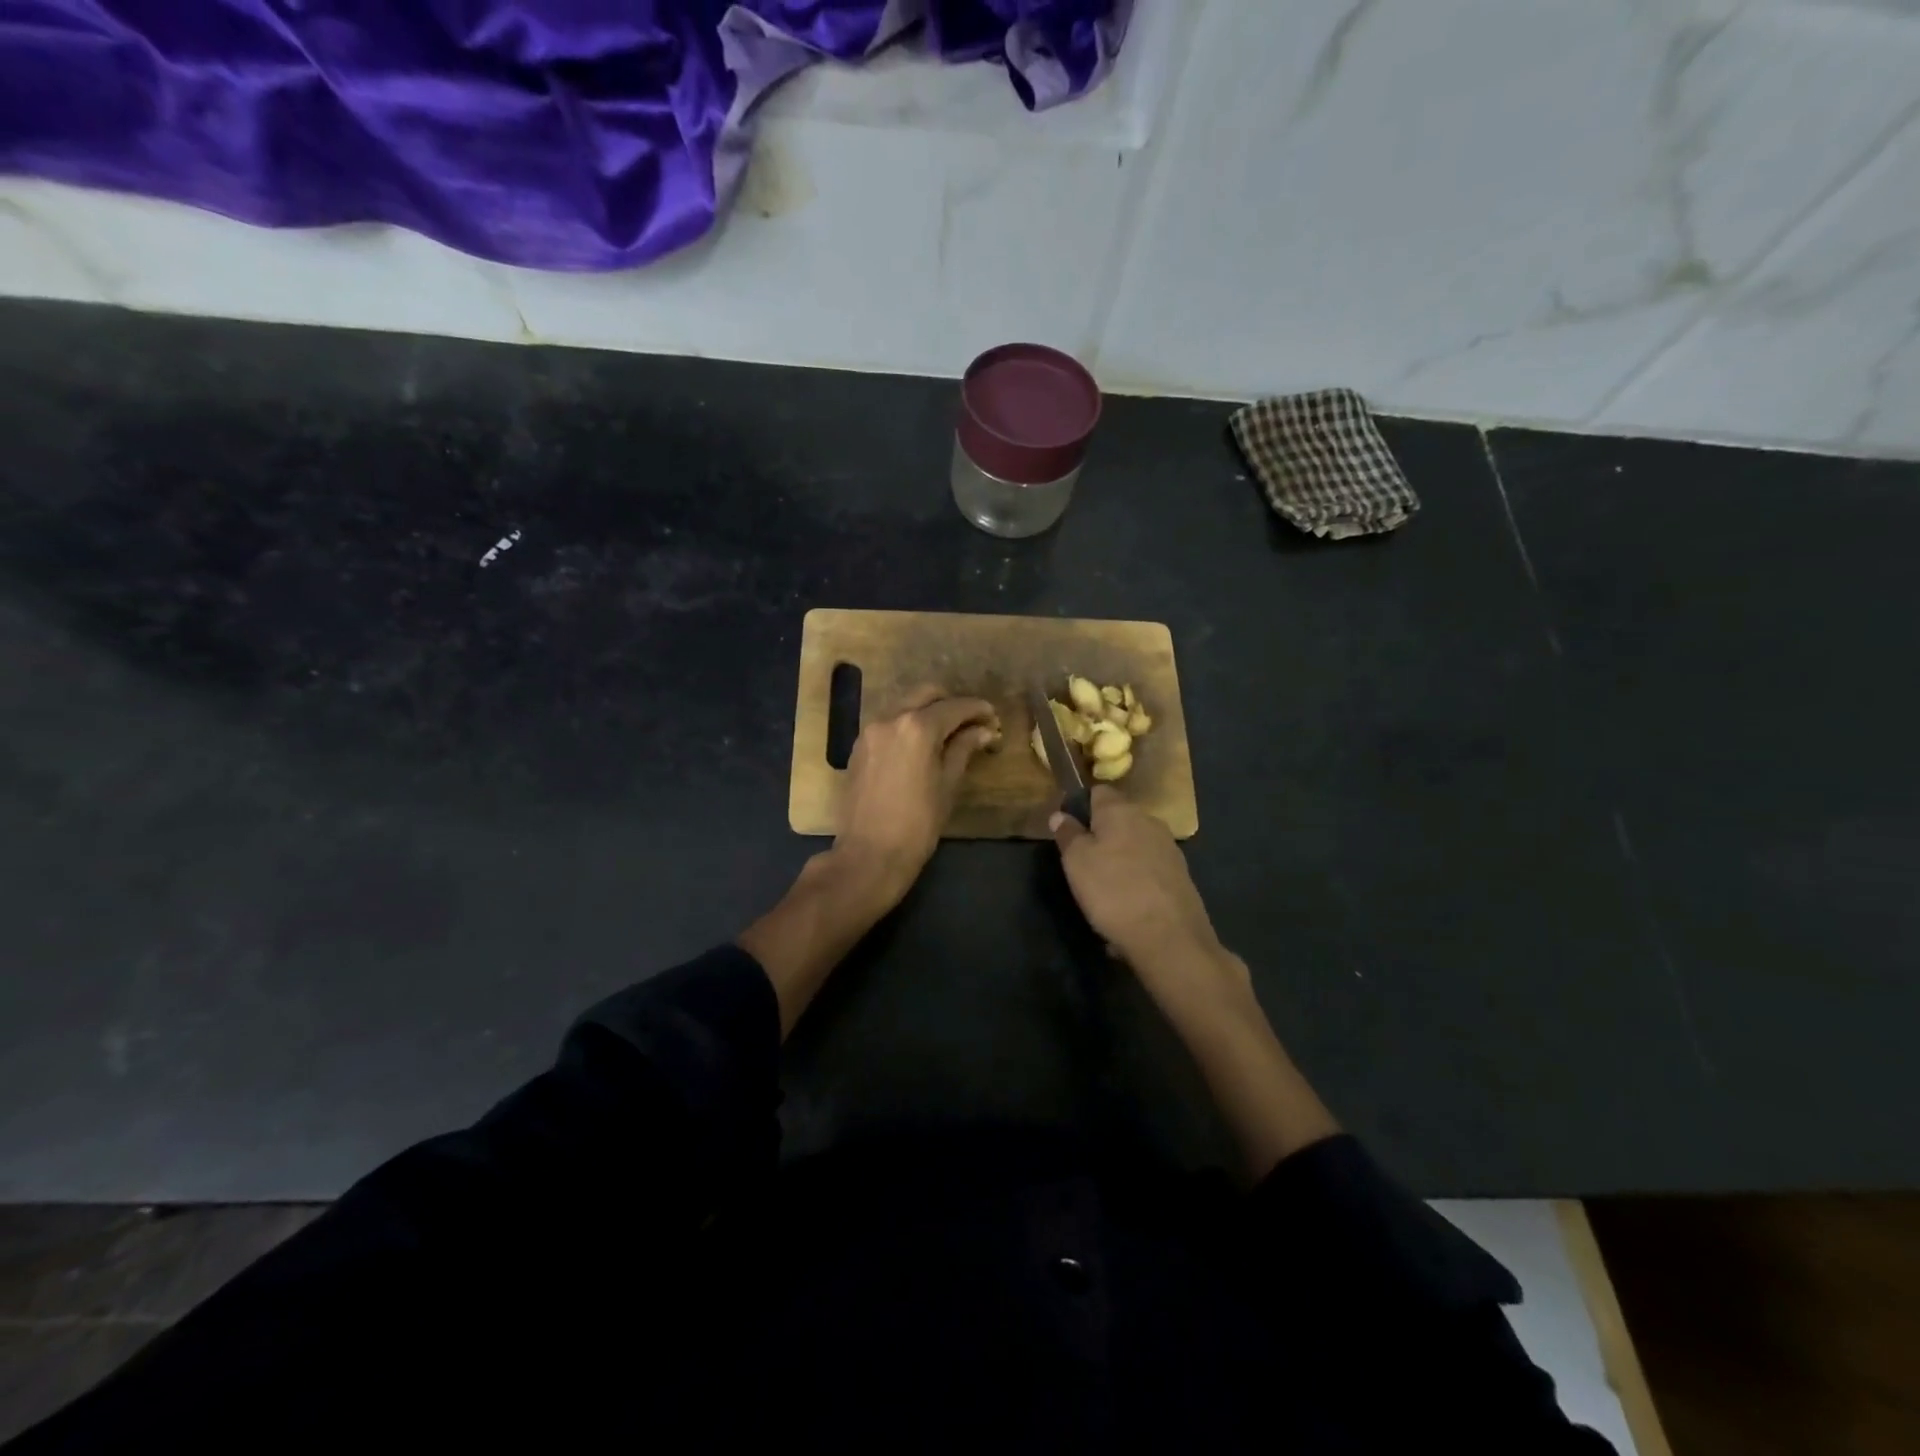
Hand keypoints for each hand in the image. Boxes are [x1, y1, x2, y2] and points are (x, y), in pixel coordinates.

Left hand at [836, 685, 999, 905]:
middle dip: (952, 703)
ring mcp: (870, 731)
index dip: (978, 710)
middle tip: (972, 723)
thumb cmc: (917, 824)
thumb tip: (983, 731)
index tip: (993, 718)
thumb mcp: (947, 785)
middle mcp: (890, 719)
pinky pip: (888, 723)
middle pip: (927, 695)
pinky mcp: (858, 746)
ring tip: (948, 735)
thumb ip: (963, 749)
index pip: (955, 706)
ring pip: (905, 706)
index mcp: (917, 727)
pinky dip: (908, 725)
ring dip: (928, 712)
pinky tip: (921, 746)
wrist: (869, 854)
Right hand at [1050, 787, 1246, 1005]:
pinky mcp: (1181, 877)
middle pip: (1119, 820)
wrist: (1169, 937)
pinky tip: (1127, 909)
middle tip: (1083, 864)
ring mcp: (1169, 849)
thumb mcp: (1076, 861)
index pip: (1098, 792)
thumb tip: (1061, 814)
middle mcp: (1149, 821)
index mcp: (1121, 810)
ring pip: (1135, 847)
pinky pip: (1149, 873)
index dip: (1081, 806)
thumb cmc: (1113, 890)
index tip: (1068, 829)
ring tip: (1104, 892)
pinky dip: (1137, 884)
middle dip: (1102, 836)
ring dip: (1120, 862)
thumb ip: (1068, 834)